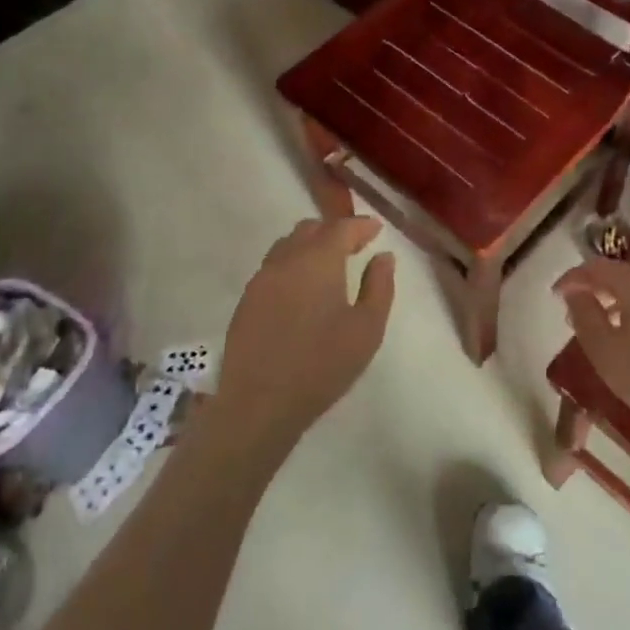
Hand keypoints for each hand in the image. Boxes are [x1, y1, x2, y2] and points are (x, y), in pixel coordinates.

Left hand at [216, 217, 396, 445]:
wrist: (258, 404)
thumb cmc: (322, 365)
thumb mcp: (367, 329)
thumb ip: (379, 286)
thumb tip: (383, 256)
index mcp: (318, 260)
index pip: (341, 227)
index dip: (361, 225)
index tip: (376, 229)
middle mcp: (286, 260)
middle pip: (310, 229)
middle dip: (334, 231)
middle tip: (355, 247)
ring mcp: (261, 279)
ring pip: (287, 245)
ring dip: (310, 246)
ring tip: (328, 266)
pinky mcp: (246, 301)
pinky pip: (272, 268)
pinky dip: (292, 266)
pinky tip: (302, 291)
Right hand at [554, 259, 629, 466]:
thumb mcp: (607, 353)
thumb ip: (585, 318)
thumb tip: (575, 294)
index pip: (595, 267)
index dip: (571, 278)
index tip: (554, 294)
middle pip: (620, 277)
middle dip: (594, 291)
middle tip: (576, 313)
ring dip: (616, 305)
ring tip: (603, 331)